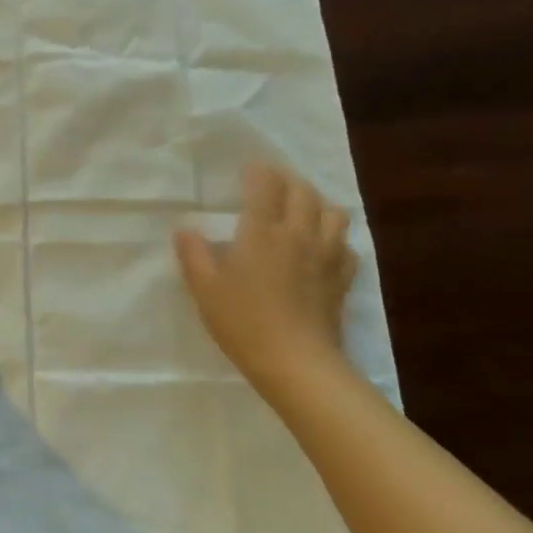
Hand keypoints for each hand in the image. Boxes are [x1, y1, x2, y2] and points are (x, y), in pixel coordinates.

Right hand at [174, 162, 357, 397]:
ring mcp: (326, 256)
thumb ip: (193, 255)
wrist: (296, 364)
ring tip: (301, 212)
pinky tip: (323, 249)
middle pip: (303, 191)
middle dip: (288, 182)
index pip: (265, 185)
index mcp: (261, 232)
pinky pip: (347, 247)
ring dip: (318, 205)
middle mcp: (297, 234)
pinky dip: (336, 239)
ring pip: (334, 212)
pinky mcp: (342, 279)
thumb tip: (185, 229)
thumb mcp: (205, 290)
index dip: (258, 171)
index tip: (248, 169)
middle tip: (271, 186)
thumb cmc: (243, 323)